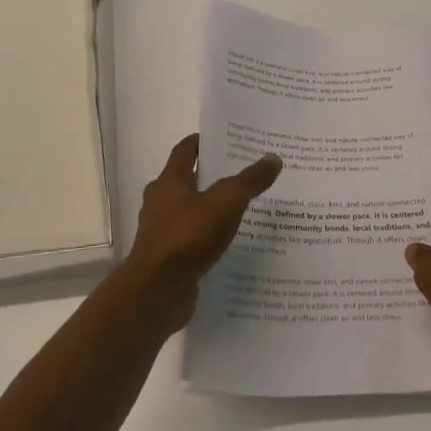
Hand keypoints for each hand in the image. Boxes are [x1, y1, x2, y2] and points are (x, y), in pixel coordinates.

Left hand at [116, 134, 281, 327]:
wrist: (157, 291)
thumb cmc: (188, 237)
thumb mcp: (226, 202)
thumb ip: (249, 180)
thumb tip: (273, 158)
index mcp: (169, 181)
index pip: (185, 150)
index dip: (203, 142)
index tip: (226, 139)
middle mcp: (160, 202)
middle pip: (187, 180)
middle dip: (212, 176)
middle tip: (243, 173)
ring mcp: (161, 232)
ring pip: (190, 212)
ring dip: (211, 209)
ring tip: (242, 210)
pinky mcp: (168, 258)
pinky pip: (191, 240)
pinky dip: (207, 237)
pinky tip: (229, 244)